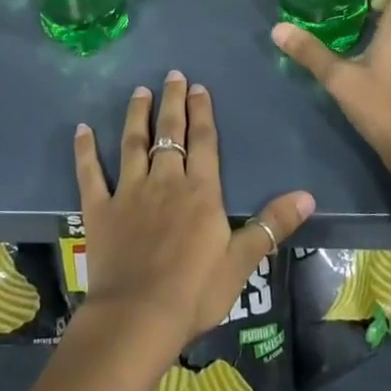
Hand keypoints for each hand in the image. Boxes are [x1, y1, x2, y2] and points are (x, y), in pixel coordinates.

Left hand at [73, 71, 313, 357]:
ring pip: (133, 143)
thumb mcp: (242, 262)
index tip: (198, 87)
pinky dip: (85, 151)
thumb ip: (271, 225)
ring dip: (136, 115)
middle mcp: (165, 181)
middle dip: (172, 102)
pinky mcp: (100, 209)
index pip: (203, 142)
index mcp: (200, 192)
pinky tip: (82, 129)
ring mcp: (129, 192)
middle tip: (172, 74)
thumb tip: (308, 195)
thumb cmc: (195, 292)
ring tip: (139, 91)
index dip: (201, 112)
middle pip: (169, 133)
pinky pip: (90, 173)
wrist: (139, 316)